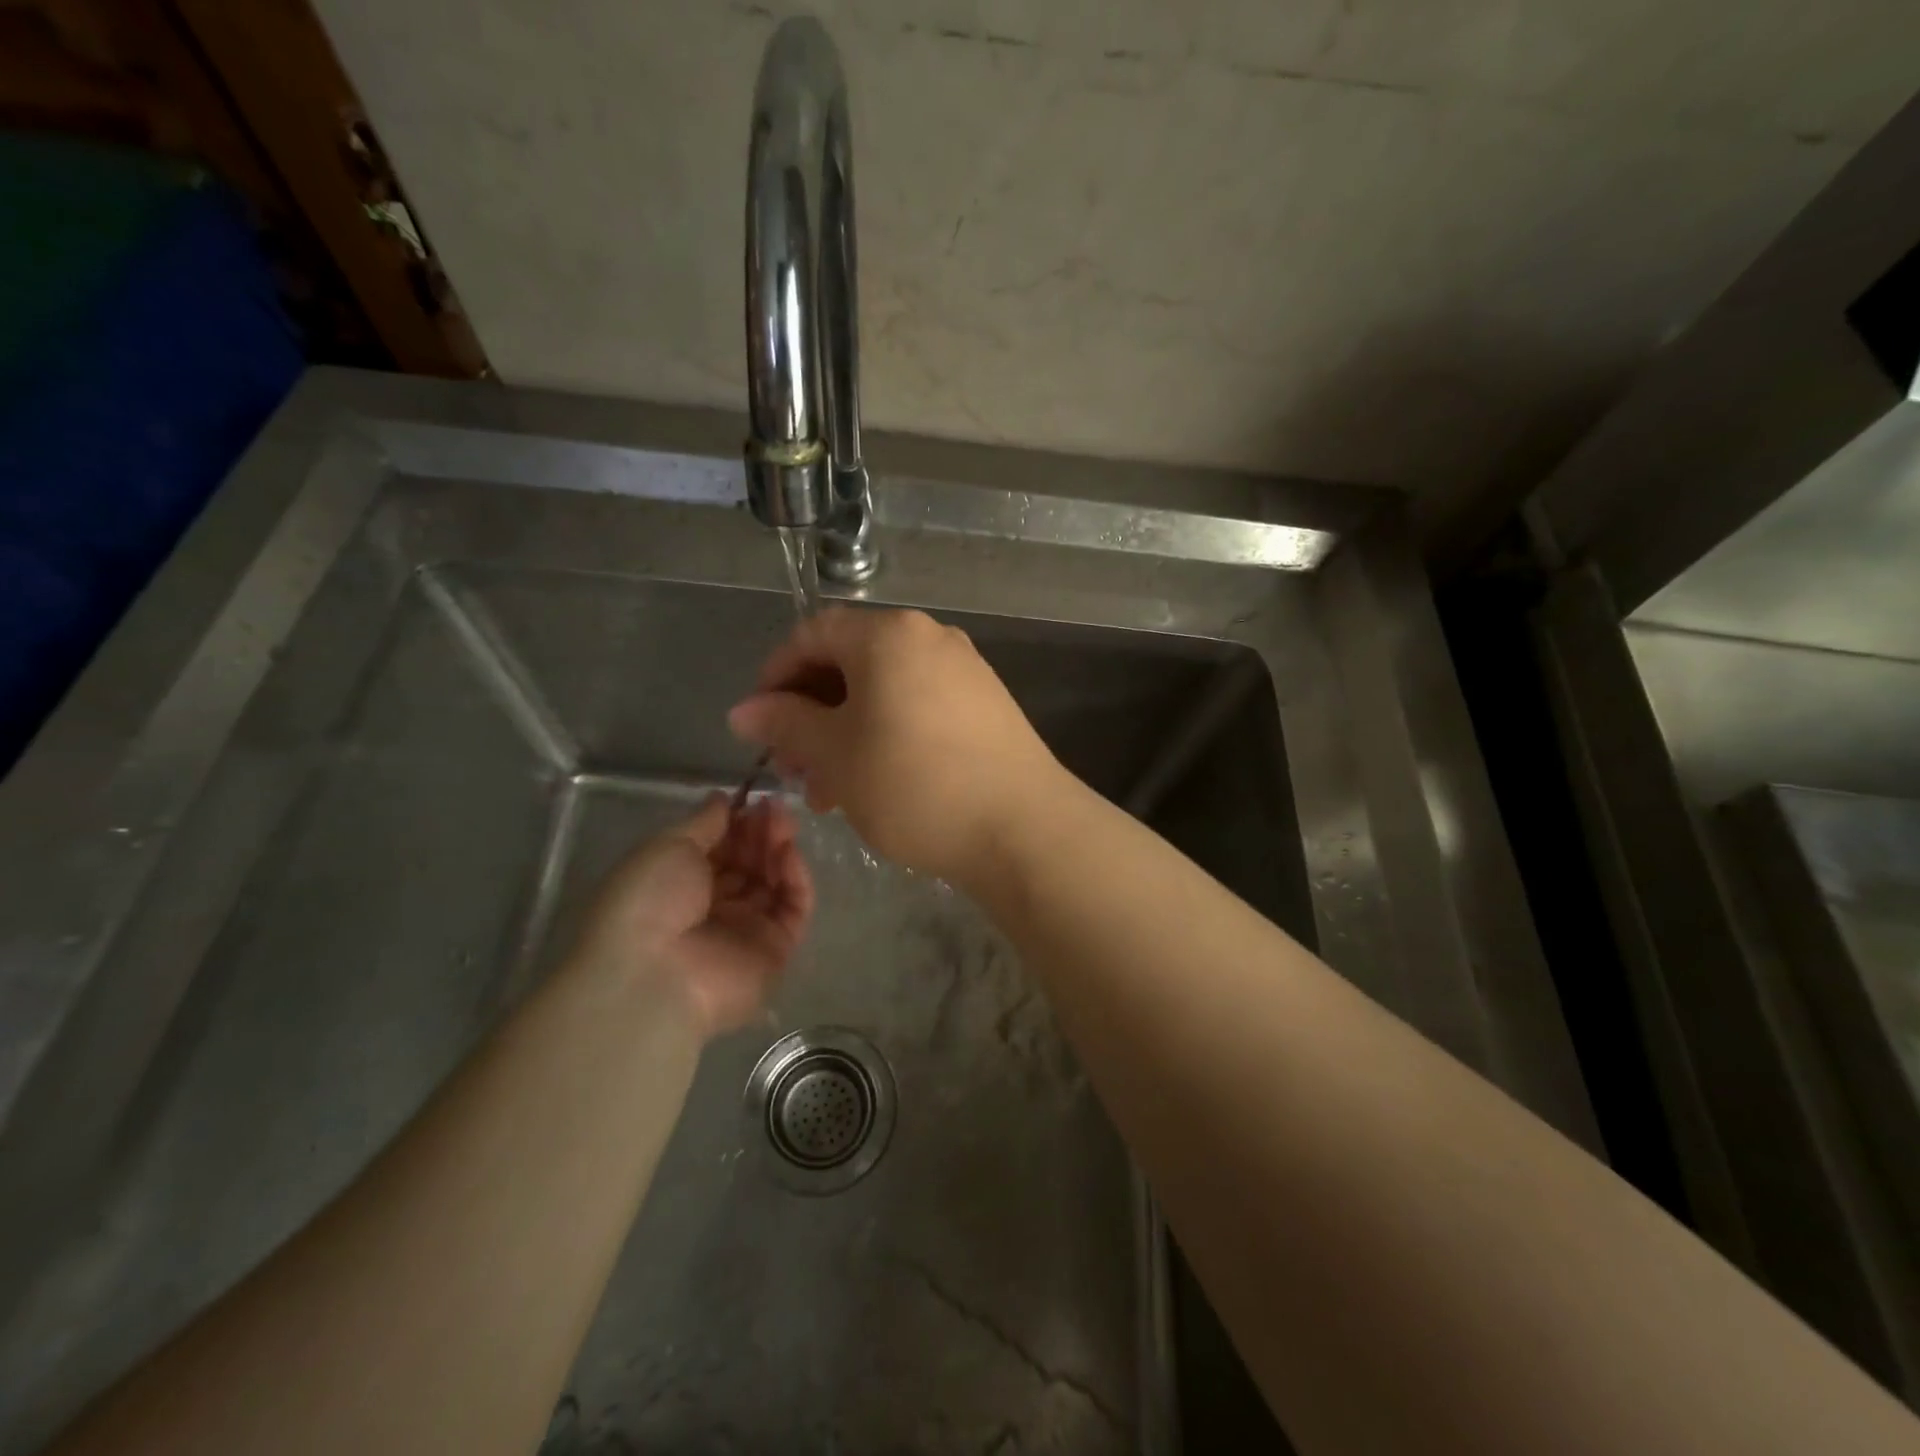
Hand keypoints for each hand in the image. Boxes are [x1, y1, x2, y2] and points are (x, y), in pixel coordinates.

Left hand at [570, 796, 812, 1036]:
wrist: (653, 974)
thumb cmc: (649, 901)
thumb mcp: (669, 846)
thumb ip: (704, 822)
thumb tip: (723, 798)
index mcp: (680, 885)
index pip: (720, 848)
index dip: (737, 823)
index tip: (753, 799)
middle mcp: (713, 907)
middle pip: (749, 863)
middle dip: (762, 832)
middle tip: (775, 808)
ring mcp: (746, 930)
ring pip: (773, 882)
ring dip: (779, 849)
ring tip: (784, 825)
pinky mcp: (775, 950)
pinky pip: (793, 908)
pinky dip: (796, 879)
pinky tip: (789, 854)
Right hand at [727, 607, 1061, 884]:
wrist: (1022, 827)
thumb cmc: (914, 784)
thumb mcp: (836, 754)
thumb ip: (785, 723)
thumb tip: (744, 710)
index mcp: (888, 635)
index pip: (812, 634)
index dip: (775, 675)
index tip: (758, 725)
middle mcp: (930, 638)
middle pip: (850, 663)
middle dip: (811, 714)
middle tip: (794, 769)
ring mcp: (965, 671)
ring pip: (884, 693)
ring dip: (846, 734)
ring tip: (829, 792)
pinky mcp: (986, 706)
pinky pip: (918, 708)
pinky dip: (886, 737)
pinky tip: (876, 785)